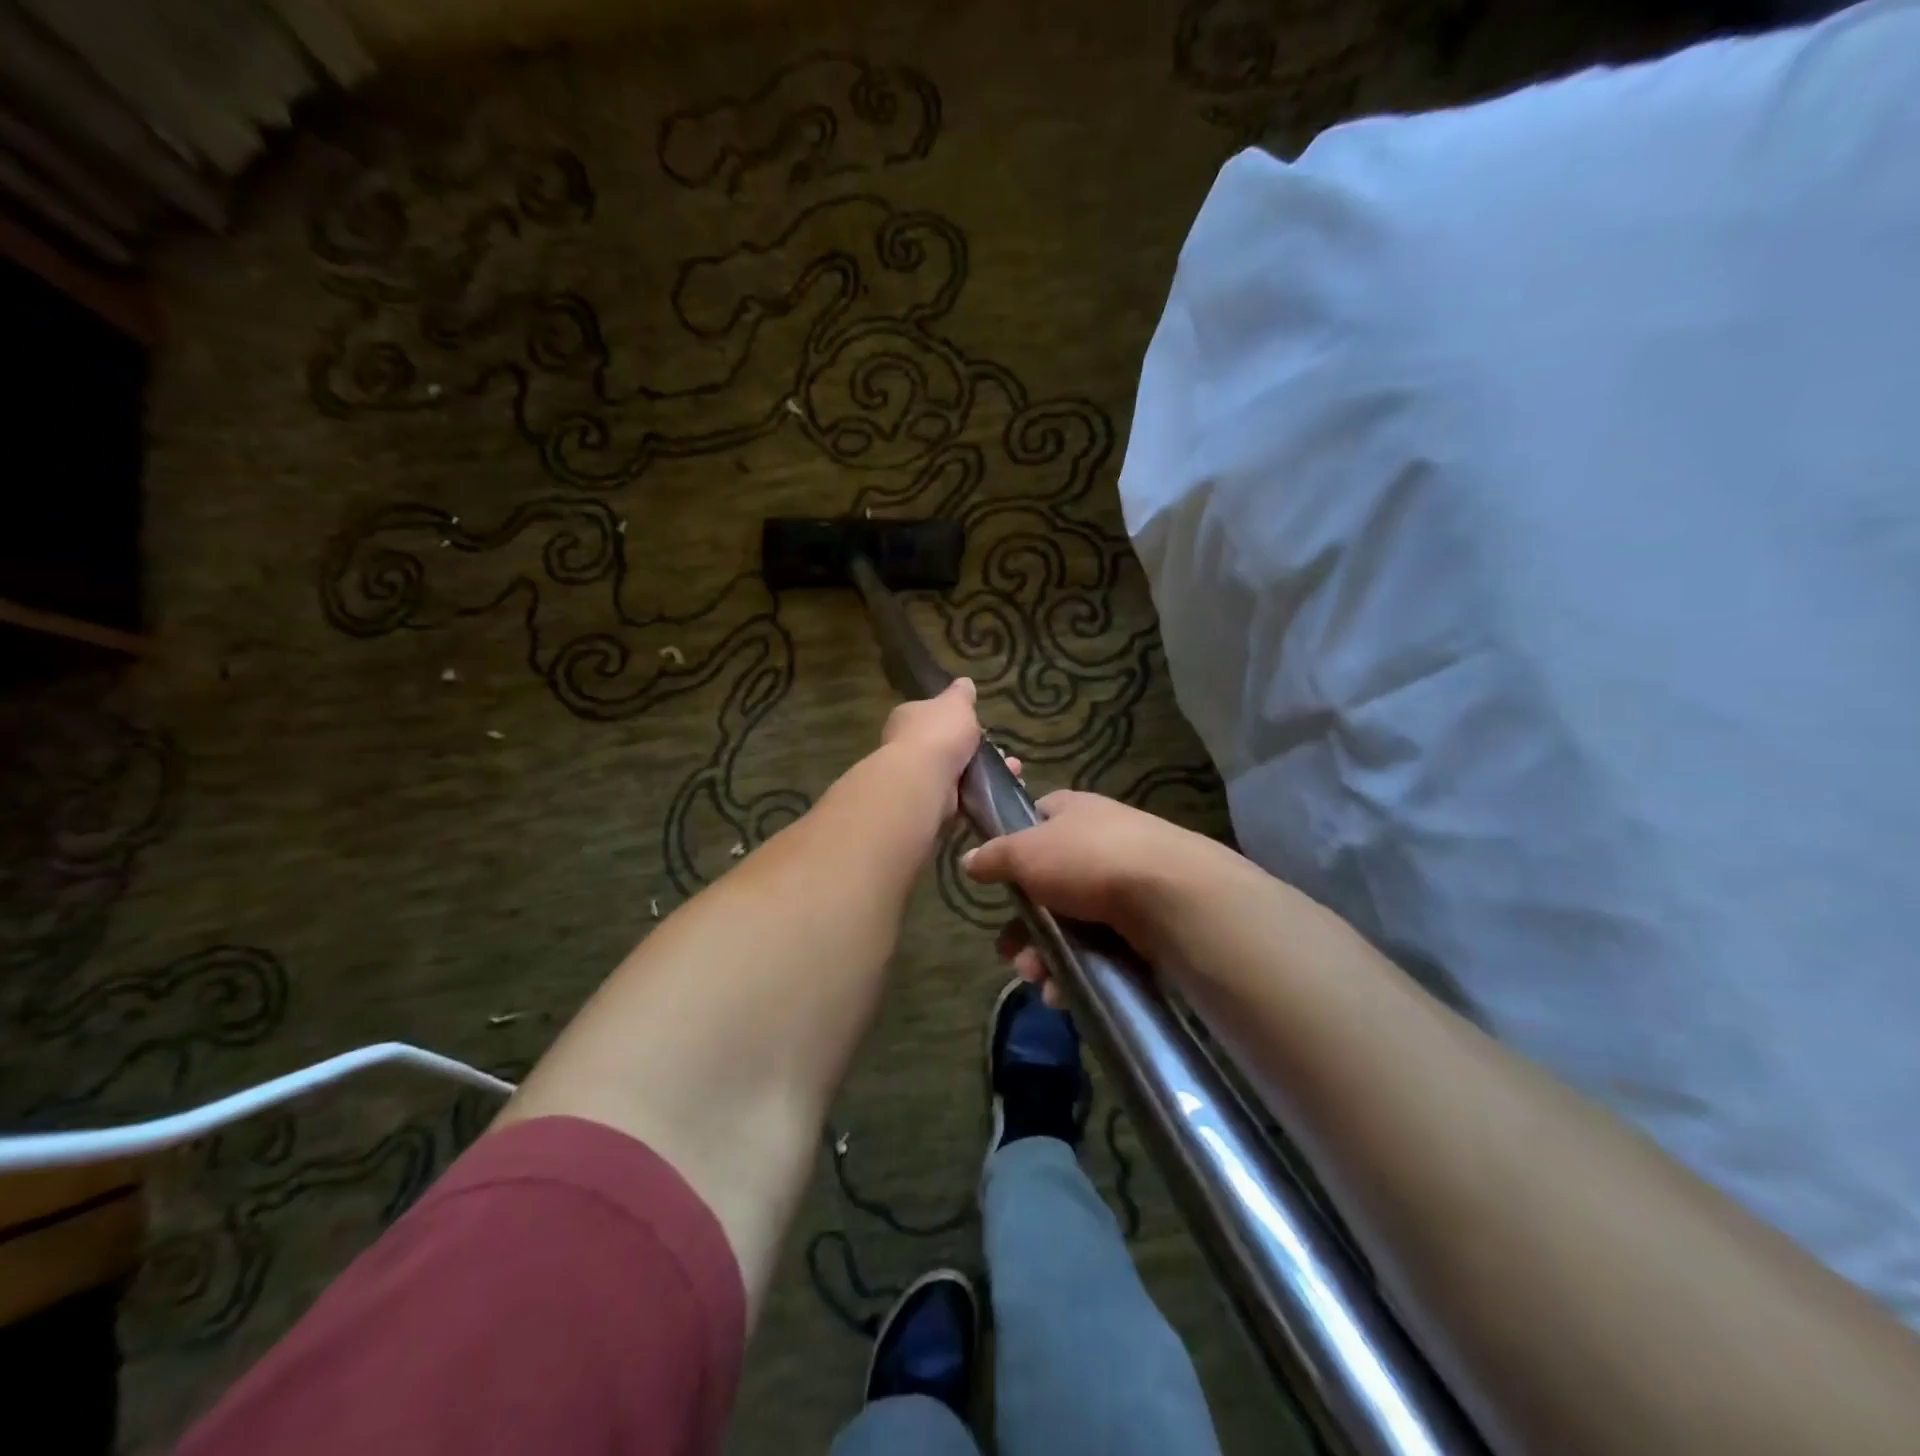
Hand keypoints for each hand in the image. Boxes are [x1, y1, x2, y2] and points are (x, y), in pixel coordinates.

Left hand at [876, 678, 1018, 821]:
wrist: (925, 780)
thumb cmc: (938, 733)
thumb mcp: (956, 703)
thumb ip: (961, 694)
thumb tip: (964, 683)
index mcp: (908, 718)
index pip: (931, 716)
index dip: (956, 720)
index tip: (980, 726)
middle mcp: (909, 747)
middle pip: (948, 746)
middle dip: (979, 750)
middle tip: (1003, 753)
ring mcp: (919, 777)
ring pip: (960, 772)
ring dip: (987, 772)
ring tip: (1013, 771)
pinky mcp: (932, 801)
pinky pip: (962, 795)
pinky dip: (982, 793)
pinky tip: (1004, 789)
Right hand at [962, 791, 1224, 1000]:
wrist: (1169, 894)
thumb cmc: (1087, 860)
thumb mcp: (1025, 852)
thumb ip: (994, 857)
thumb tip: (968, 859)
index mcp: (1073, 812)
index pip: (1037, 819)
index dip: (1014, 846)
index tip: (997, 878)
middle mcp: (1099, 842)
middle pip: (1048, 883)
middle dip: (1024, 924)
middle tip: (1010, 953)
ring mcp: (1123, 882)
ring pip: (1070, 921)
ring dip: (1046, 954)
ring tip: (1036, 979)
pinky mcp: (1142, 923)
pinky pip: (1098, 947)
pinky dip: (1077, 969)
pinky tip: (1063, 992)